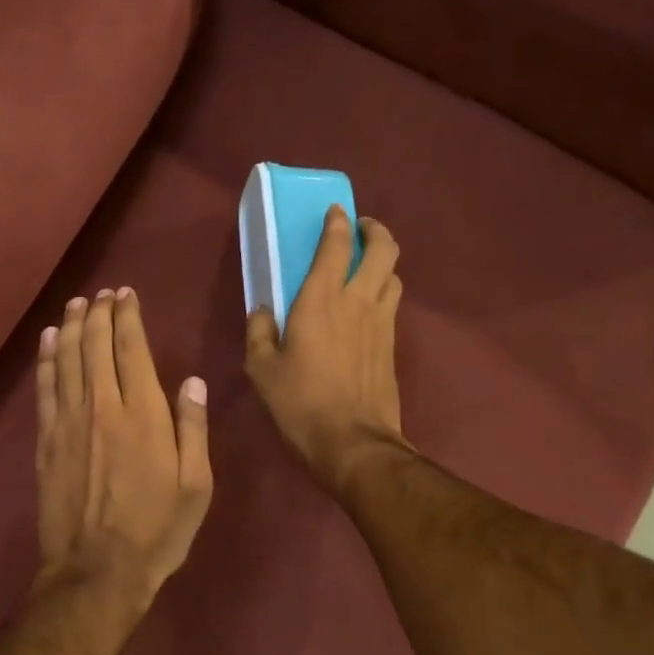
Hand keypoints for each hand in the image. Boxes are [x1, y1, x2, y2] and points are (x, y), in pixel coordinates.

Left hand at [35, 288, 213, 611]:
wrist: (97, 570)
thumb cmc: (157, 530)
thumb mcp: (196, 485)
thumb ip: (193, 428)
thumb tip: (192, 380)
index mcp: (144, 414)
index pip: (132, 349)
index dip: (128, 317)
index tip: (126, 295)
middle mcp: (104, 406)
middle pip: (97, 346)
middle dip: (100, 313)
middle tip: (102, 293)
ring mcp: (69, 422)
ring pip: (69, 359)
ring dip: (73, 326)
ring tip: (77, 303)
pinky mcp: (46, 440)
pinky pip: (45, 388)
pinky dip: (47, 359)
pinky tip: (49, 340)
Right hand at [246, 206, 407, 496]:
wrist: (353, 442)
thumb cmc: (300, 402)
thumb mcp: (262, 369)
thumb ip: (259, 332)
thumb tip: (262, 310)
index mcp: (321, 301)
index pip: (336, 247)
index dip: (337, 223)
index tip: (336, 211)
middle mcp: (357, 302)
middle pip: (384, 250)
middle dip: (375, 231)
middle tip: (361, 229)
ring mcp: (382, 323)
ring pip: (394, 276)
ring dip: (383, 261)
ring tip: (366, 265)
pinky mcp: (392, 345)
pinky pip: (392, 304)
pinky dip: (384, 291)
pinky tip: (368, 305)